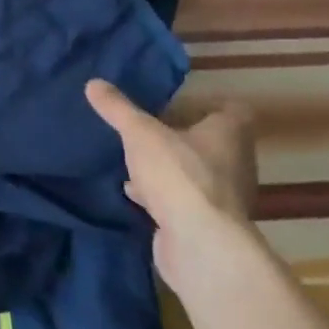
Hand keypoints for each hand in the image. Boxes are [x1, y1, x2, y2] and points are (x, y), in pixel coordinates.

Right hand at [85, 78, 257, 285]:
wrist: (199, 244)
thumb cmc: (178, 174)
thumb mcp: (140, 133)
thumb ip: (118, 109)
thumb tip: (93, 83)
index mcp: (229, 134)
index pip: (233, 111)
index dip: (209, 105)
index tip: (179, 103)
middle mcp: (235, 163)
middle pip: (211, 143)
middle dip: (181, 138)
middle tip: (149, 130)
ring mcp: (223, 198)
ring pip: (195, 174)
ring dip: (169, 169)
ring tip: (136, 161)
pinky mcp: (207, 224)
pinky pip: (182, 202)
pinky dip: (162, 197)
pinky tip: (134, 195)